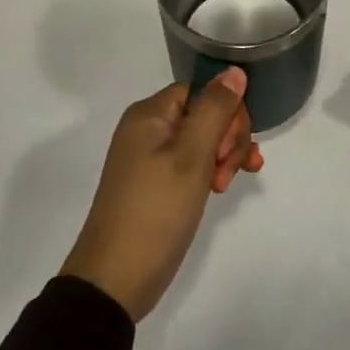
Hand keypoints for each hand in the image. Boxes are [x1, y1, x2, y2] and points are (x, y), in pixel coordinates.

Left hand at [59, 68, 264, 322]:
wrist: (115, 280)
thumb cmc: (155, 210)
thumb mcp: (191, 156)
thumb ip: (215, 109)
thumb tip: (234, 70)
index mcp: (150, 114)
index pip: (202, 90)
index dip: (226, 112)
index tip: (232, 145)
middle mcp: (148, 129)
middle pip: (205, 113)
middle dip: (227, 137)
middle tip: (226, 171)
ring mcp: (151, 158)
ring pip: (204, 140)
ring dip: (224, 156)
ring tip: (225, 186)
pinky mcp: (157, 184)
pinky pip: (193, 162)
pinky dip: (212, 170)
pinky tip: (225, 185)